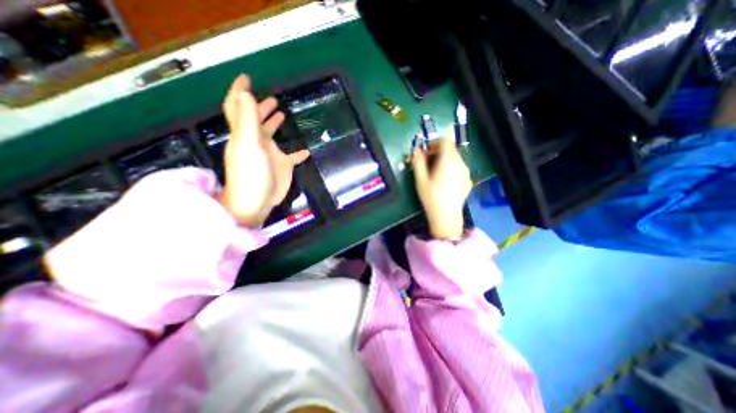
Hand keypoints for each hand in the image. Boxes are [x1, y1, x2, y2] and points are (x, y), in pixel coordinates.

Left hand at [218, 75, 308, 228]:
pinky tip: (306, 151)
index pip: (238, 107)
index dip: (239, 91)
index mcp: (245, 133)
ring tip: (282, 114)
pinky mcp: (282, 166)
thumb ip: (248, 120)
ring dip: (275, 124)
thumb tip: (246, 94)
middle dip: (261, 107)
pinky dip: (298, 153)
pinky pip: (292, 157)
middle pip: (256, 120)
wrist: (256, 201)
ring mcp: (270, 154)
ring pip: (271, 135)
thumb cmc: (251, 173)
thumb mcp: (249, 144)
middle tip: (271, 98)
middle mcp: (256, 141)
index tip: (246, 77)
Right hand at [414, 139, 471, 240]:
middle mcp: (460, 164)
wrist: (446, 217)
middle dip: (438, 152)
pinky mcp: (468, 181)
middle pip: (451, 149)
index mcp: (448, 161)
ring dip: (445, 160)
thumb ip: (418, 162)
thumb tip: (416, 149)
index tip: (427, 151)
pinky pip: (459, 169)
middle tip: (428, 163)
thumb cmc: (431, 197)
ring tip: (435, 173)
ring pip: (456, 159)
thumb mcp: (420, 180)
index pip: (446, 141)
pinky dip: (451, 169)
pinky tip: (444, 182)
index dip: (435, 142)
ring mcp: (466, 173)